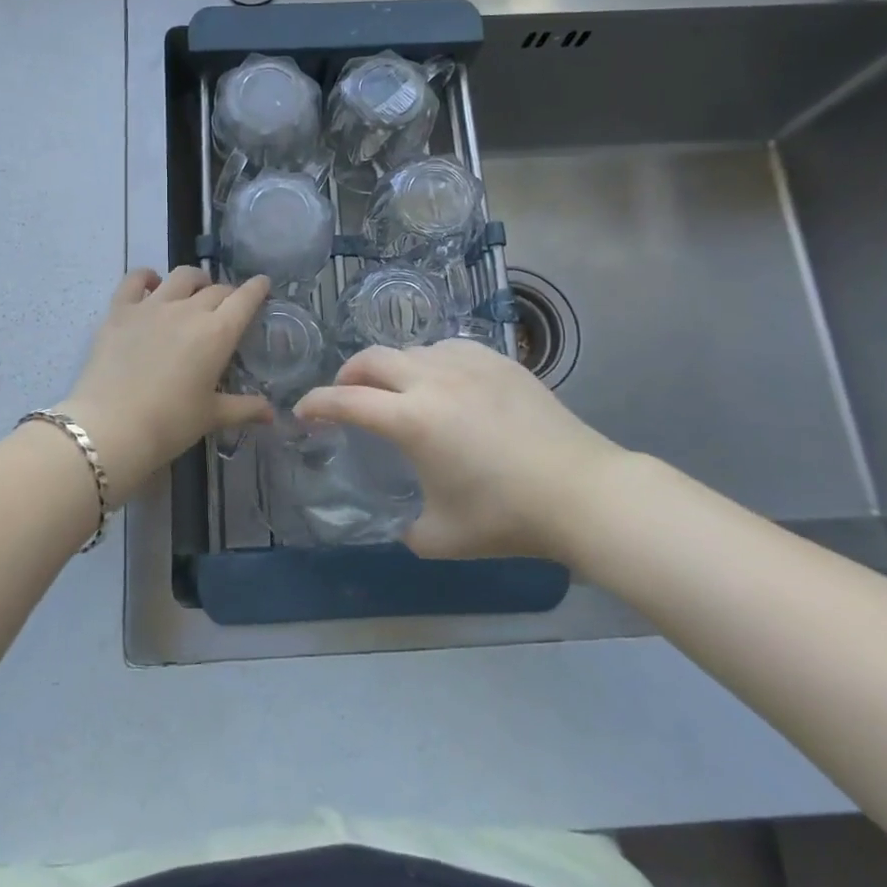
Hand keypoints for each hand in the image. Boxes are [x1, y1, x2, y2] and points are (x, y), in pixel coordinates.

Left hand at [58, 267, 272, 499]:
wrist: (110, 427)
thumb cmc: (169, 424)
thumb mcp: (211, 417)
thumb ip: (244, 409)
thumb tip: (272, 413)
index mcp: (217, 333)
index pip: (245, 299)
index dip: (257, 289)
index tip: (263, 284)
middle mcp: (188, 310)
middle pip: (216, 289)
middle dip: (227, 293)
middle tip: (228, 306)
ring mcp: (152, 306)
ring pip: (181, 276)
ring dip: (195, 279)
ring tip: (196, 289)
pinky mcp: (120, 310)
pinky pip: (135, 280)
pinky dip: (147, 276)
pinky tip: (151, 282)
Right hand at [295, 339, 640, 561]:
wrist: (583, 492)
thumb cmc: (508, 517)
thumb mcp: (443, 538)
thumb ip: (408, 528)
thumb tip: (405, 520)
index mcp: (412, 420)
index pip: (347, 401)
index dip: (317, 404)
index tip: (303, 412)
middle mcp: (433, 380)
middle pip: (372, 359)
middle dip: (347, 375)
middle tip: (344, 395)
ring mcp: (469, 364)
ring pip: (411, 349)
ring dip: (390, 368)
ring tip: (397, 391)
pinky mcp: (499, 360)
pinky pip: (449, 348)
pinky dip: (430, 361)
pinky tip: (443, 381)